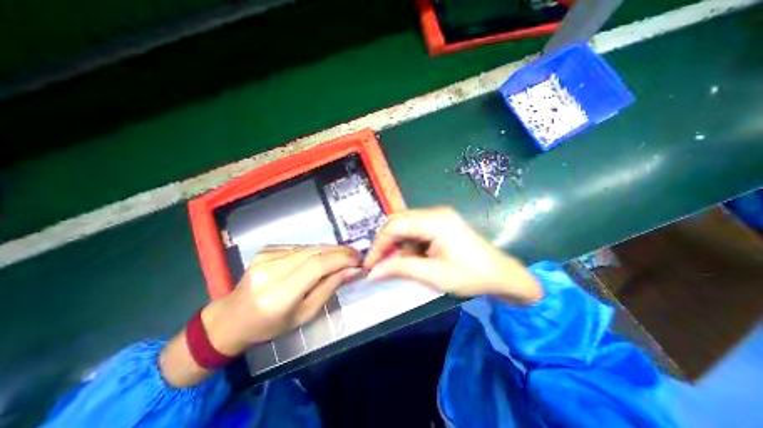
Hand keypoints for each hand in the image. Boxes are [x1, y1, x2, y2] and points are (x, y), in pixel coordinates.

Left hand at [204, 246, 361, 355]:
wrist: (233, 317)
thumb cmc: (270, 325)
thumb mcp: (305, 313)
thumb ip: (330, 287)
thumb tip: (353, 270)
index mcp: (278, 295)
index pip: (317, 266)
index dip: (342, 259)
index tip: (359, 260)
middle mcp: (270, 270)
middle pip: (315, 252)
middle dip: (341, 252)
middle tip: (356, 256)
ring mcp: (266, 256)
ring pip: (310, 247)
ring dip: (331, 250)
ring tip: (344, 257)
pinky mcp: (267, 249)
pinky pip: (301, 247)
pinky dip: (317, 251)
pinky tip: (323, 258)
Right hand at [363, 205, 542, 302]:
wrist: (500, 274)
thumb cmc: (470, 276)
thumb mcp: (433, 275)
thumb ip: (400, 269)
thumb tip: (372, 272)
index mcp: (434, 221)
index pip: (394, 226)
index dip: (378, 245)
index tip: (370, 265)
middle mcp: (434, 212)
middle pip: (398, 222)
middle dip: (387, 244)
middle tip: (382, 264)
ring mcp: (437, 216)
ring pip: (405, 226)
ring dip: (401, 245)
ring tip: (411, 264)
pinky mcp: (440, 222)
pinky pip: (415, 230)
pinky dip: (411, 245)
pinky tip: (420, 258)